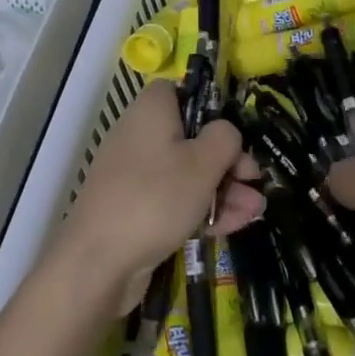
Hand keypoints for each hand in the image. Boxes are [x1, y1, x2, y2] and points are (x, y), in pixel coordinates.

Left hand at [52, 80, 264, 315]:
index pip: (182, 92)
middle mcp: (140, 135)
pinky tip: (235, 225)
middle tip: (254, 180)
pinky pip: (175, 200)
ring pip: (188, 173)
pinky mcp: (136, 209)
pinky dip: (202, 209)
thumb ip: (225, 138)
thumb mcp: (203, 163)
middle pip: (192, 137)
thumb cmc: (156, 198)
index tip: (235, 135)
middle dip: (228, 161)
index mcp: (152, 111)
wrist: (98, 263)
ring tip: (256, 210)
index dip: (211, 108)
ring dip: (223, 189)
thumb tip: (226, 134)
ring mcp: (136, 175)